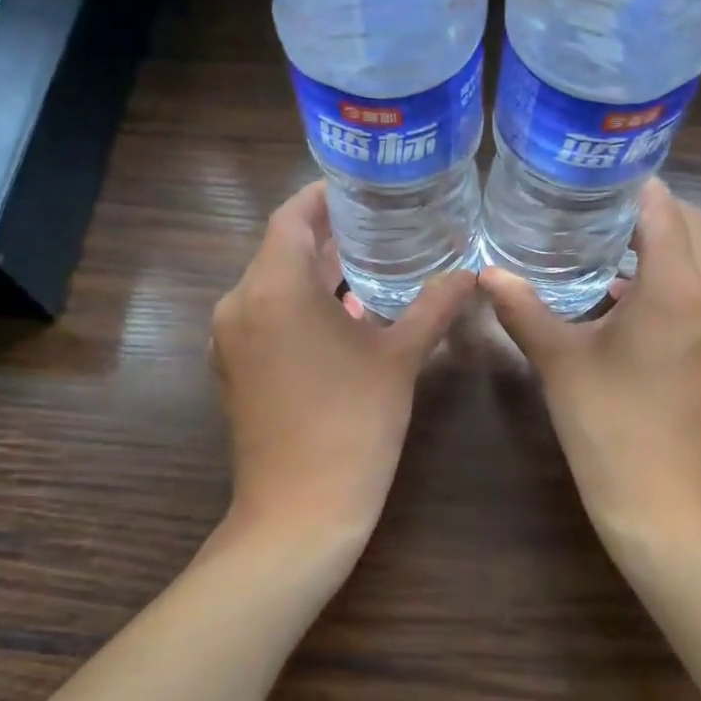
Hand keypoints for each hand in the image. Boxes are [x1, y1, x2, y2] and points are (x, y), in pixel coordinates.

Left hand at [208, 181, 475, 560]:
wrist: (299, 513)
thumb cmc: (352, 426)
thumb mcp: (399, 360)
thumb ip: (434, 306)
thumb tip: (469, 273)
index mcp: (274, 289)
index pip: (292, 217)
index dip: (324, 196)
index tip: (362, 187)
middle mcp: (239, 304)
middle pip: (281, 250)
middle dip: (328, 235)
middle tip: (380, 224)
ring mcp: (230, 340)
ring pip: (272, 285)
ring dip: (315, 273)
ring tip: (369, 266)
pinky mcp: (233, 369)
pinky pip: (265, 318)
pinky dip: (299, 306)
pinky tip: (344, 317)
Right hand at [480, 180, 700, 547]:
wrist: (667, 509)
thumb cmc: (610, 428)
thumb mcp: (560, 363)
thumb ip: (524, 310)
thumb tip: (487, 275)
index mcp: (677, 291)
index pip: (665, 213)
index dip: (636, 189)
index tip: (598, 177)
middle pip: (696, 230)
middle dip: (654, 212)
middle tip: (600, 209)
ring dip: (666, 247)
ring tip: (609, 247)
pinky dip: (674, 281)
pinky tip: (624, 302)